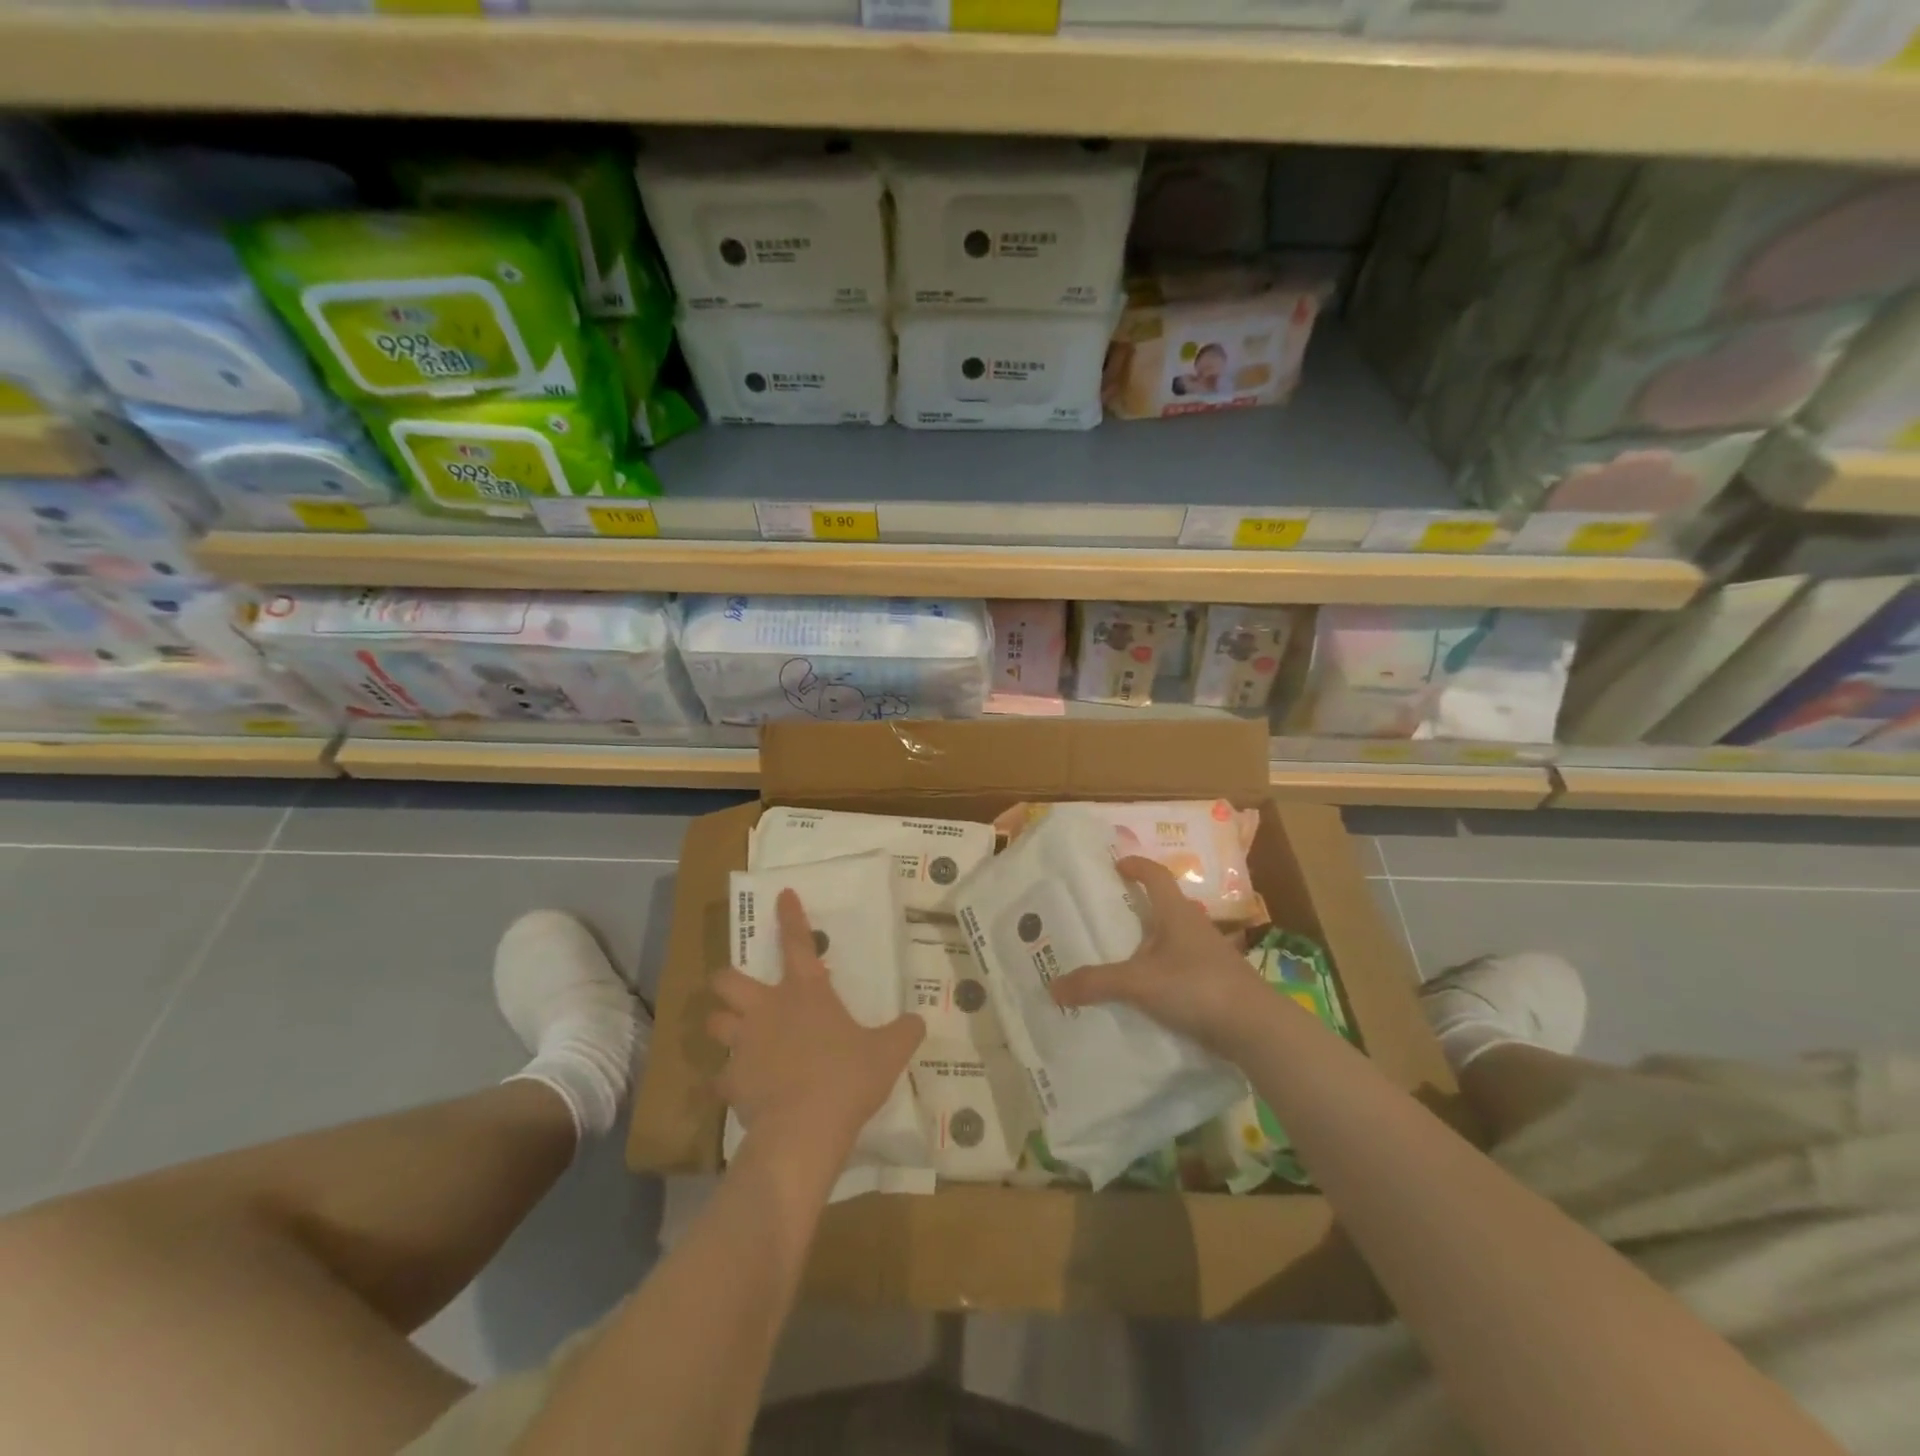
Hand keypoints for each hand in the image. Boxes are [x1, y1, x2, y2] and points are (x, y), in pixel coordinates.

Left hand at [707, 889, 924, 1164]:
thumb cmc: (847, 1077)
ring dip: (723, 1025)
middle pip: (727, 980)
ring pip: (714, 1022)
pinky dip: (728, 1081)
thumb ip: (904, 1032)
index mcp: (806, 992)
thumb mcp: (888, 1052)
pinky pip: (721, 1077)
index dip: (790, 916)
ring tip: (734, 1035)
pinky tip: (741, 1090)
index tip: (782, 895)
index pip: (797, 941)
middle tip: (739, 989)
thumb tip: (918, 1021)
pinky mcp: (731, 1082)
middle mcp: (768, 1009)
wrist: (805, 1128)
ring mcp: (744, 1045)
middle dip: (727, 980)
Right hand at [1049, 856, 1265, 1055]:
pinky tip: (1144, 992)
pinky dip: (1159, 973)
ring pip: (1172, 941)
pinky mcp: (1214, 984)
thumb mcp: (1140, 983)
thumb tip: (1052, 987)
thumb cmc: (1197, 987)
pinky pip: (1179, 969)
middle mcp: (1194, 928)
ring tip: (1119, 956)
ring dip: (1148, 944)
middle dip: (1136, 909)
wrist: (1256, 1028)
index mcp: (1177, 914)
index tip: (1117, 864)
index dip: (1137, 866)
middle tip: (1106, 916)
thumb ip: (1097, 984)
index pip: (1156, 876)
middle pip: (1163, 908)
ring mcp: (1207, 957)